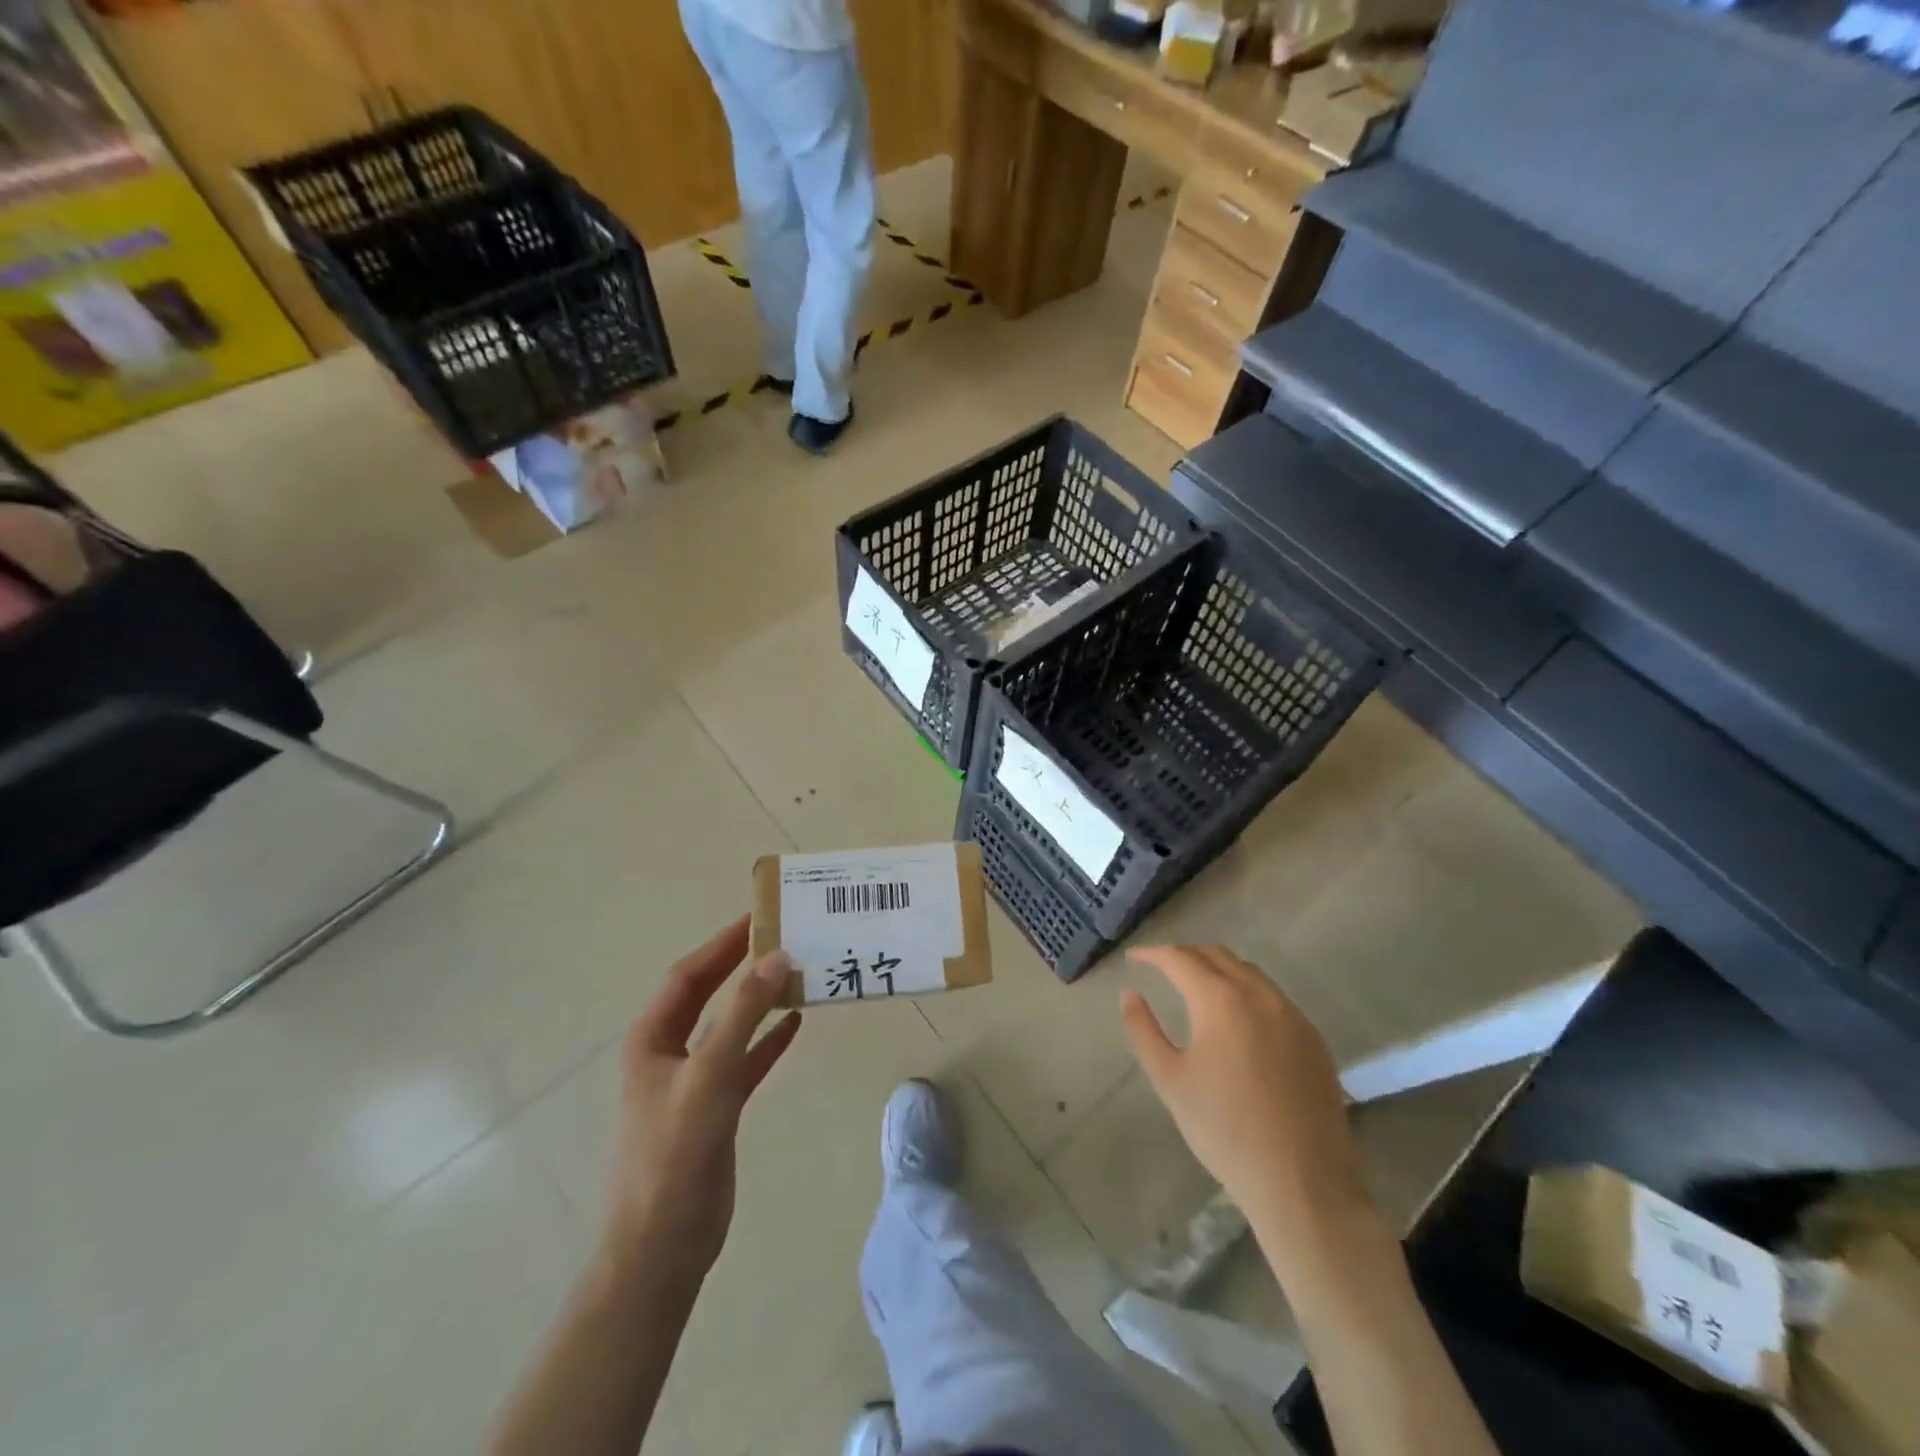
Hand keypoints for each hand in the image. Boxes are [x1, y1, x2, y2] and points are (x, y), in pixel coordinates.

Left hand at [605, 916, 800, 1278]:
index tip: (759, 916)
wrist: (663, 1246)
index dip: (722, 943)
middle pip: (708, 993)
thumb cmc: (675, 1154)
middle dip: (741, 965)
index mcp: (652, 1038)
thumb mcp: (709, 1076)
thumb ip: (743, 1015)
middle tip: (783, 936)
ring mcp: (694, 1080)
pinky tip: (796, 1022)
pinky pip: (746, 1059)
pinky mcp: (717, 1106)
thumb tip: (777, 957)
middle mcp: (670, 1051)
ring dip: (760, 999)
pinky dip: (769, 1039)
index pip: (688, 975)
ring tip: (797, 972)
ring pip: (730, 1024)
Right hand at [1121, 944, 1368, 1239]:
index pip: (1180, 958)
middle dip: (1185, 954)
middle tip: (1162, 968)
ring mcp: (1293, 1015)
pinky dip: (1247, 992)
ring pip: (1249, 972)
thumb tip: (1129, 993)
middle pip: (1217, 955)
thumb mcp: (1169, 1080)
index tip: (1135, 958)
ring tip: (1197, 987)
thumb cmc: (1224, 1130)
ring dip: (1218, 969)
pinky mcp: (1314, 1038)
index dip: (1153, 953)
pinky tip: (1238, 1020)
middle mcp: (1260, 995)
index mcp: (1221, 1000)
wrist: (1302, 1182)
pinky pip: (1274, 997)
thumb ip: (1143, 1030)